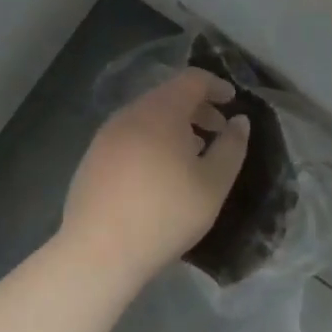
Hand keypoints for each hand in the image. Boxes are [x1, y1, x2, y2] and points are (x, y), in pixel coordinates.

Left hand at [60, 69, 250, 286]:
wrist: (98, 252)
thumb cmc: (165, 214)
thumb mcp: (213, 184)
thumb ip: (232, 147)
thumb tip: (239, 121)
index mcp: (160, 111)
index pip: (192, 79)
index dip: (216, 85)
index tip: (233, 101)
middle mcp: (130, 113)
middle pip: (168, 95)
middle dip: (197, 107)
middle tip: (218, 131)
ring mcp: (106, 135)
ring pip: (147, 116)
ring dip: (174, 125)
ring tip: (191, 154)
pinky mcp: (92, 158)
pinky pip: (129, 135)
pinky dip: (151, 140)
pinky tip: (159, 173)